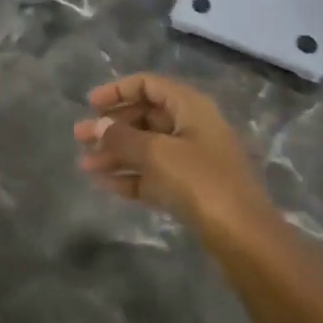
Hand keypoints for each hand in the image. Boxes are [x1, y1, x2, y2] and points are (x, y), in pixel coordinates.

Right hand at [74, 74, 273, 234]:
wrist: (244, 237)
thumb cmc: (201, 181)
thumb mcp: (157, 154)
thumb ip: (122, 137)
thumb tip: (98, 125)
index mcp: (190, 106)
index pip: (149, 85)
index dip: (118, 91)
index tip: (90, 104)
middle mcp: (192, 126)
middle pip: (145, 116)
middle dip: (112, 126)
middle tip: (79, 137)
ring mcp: (193, 159)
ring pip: (146, 147)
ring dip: (116, 153)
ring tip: (85, 165)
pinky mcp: (190, 189)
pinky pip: (153, 173)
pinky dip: (130, 175)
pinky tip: (103, 183)